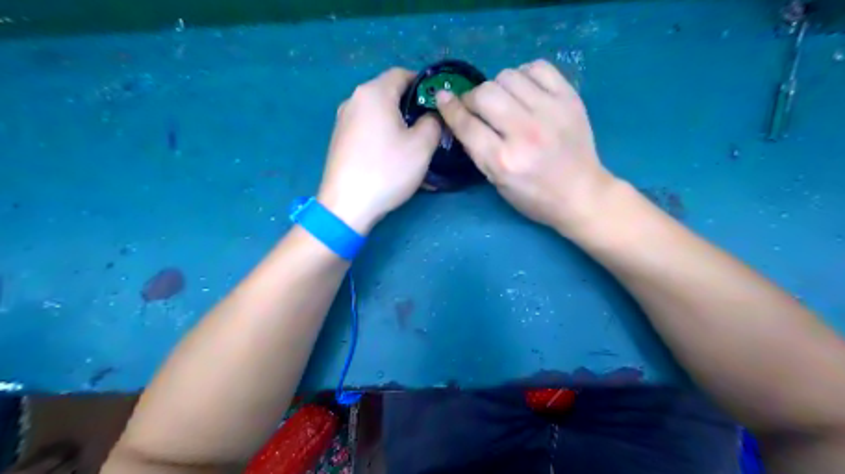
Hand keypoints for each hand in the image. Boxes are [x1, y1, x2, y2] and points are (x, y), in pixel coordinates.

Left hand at [313, 69, 438, 233]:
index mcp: (373, 92)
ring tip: (413, 146)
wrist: (346, 205)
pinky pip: (367, 129)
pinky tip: (392, 158)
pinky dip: (383, 136)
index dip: (423, 85)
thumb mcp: (422, 146)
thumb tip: (431, 117)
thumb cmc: (387, 170)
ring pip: (378, 114)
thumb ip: (433, 123)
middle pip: (389, 94)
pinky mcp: (339, 140)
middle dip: (411, 108)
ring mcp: (343, 121)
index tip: (438, 105)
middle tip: (429, 128)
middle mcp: (354, 100)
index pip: (402, 74)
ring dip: (398, 124)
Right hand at [436, 60, 614, 233]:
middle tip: (477, 107)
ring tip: (504, 101)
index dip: (449, 108)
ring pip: (508, 75)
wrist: (581, 193)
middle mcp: (525, 133)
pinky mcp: (570, 98)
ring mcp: (550, 112)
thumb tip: (459, 115)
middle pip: (485, 94)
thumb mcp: (497, 182)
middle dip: (472, 98)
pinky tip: (525, 91)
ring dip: (497, 86)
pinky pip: (537, 67)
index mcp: (504, 161)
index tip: (442, 98)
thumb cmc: (534, 196)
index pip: (467, 124)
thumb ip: (477, 149)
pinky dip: (524, 75)